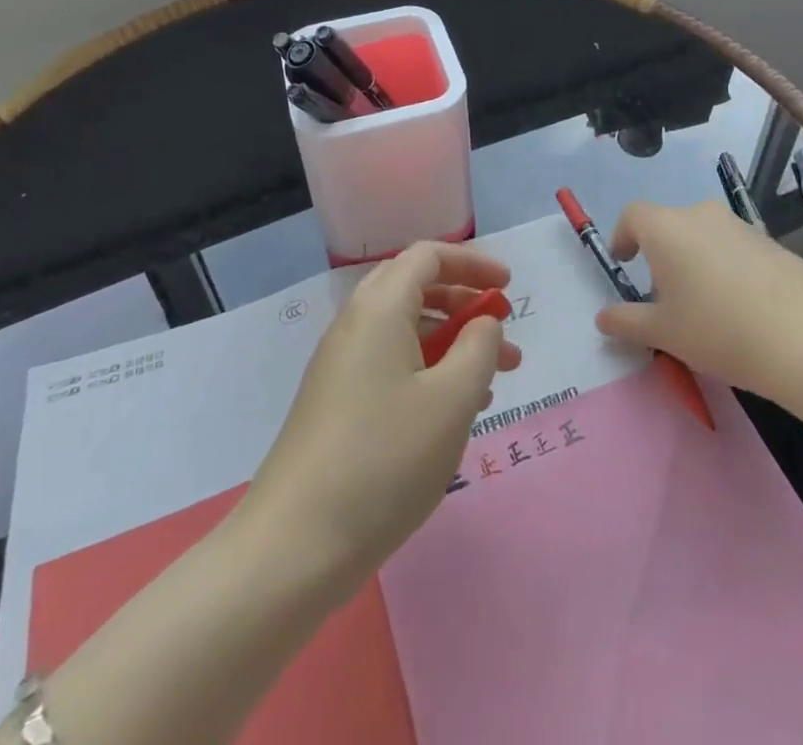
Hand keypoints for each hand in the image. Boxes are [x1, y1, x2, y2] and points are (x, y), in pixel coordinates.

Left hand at [243, 242, 521, 590]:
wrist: (294, 545)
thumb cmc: (384, 460)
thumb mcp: (452, 399)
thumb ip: (479, 347)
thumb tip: (483, 322)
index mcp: (380, 308)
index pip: (428, 256)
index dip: (472, 263)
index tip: (509, 288)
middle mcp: (355, 325)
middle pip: (415, 288)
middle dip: (464, 303)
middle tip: (502, 333)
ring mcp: (340, 365)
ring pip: (405, 330)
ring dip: (451, 342)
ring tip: (493, 380)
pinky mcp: (336, 402)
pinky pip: (390, 364)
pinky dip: (427, 370)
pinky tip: (454, 412)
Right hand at [594, 199, 802, 396]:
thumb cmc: (717, 329)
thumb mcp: (664, 333)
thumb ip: (627, 321)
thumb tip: (603, 318)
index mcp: (666, 228)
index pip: (633, 215)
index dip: (623, 236)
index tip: (625, 264)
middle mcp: (700, 215)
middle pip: (669, 225)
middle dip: (660, 255)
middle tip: (665, 298)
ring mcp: (739, 225)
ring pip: (703, 235)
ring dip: (694, 260)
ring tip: (704, 307)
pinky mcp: (770, 241)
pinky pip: (733, 247)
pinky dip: (725, 267)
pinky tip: (739, 307)